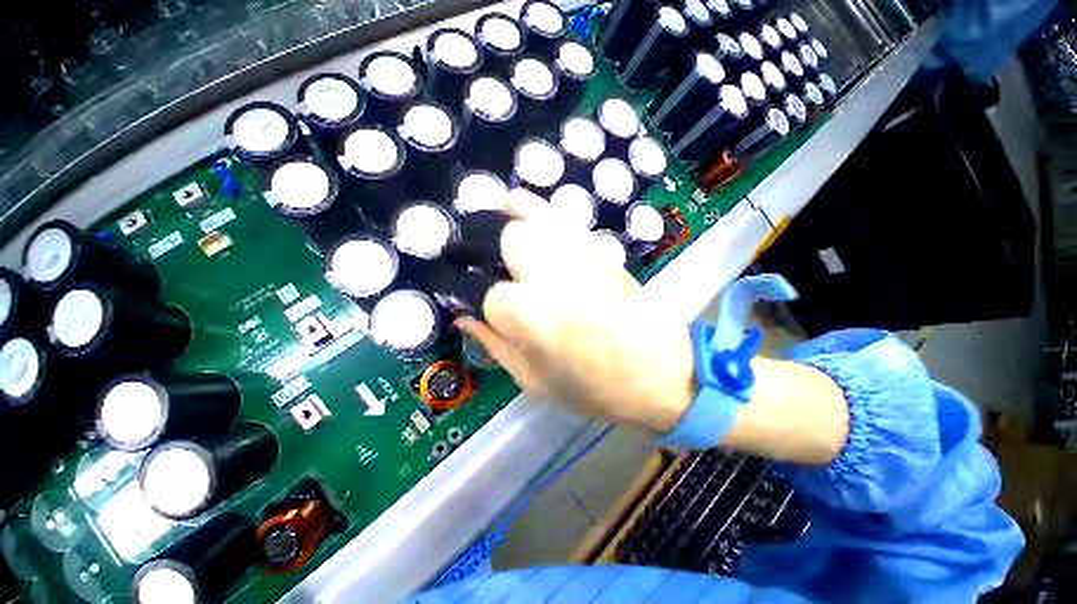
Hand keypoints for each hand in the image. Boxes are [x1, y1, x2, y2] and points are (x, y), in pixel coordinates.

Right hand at [457, 191, 695, 432]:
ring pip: (534, 218)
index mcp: (535, 317)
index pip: (492, 297)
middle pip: (510, 239)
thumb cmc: (595, 388)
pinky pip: (563, 218)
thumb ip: (494, 345)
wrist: (661, 374)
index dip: (491, 308)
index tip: (501, 319)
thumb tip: (463, 318)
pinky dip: (538, 210)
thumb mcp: (534, 380)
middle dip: (498, 256)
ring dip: (512, 221)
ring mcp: (581, 257)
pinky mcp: (601, 251)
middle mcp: (555, 277)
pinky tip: (527, 214)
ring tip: (498, 224)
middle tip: (505, 276)